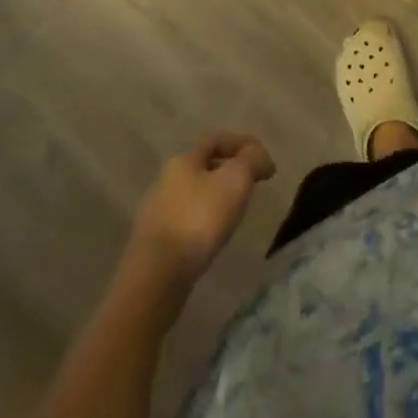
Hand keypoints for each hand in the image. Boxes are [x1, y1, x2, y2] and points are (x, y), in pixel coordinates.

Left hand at [126, 133, 275, 288]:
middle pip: (203, 167)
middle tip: (251, 186)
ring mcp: (155, 213)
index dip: (243, 144)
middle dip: (228, 172)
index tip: (265, 161)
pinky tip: (212, 237)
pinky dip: (202, 222)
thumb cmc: (198, 219)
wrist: (156, 277)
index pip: (217, 140)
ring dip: (215, 198)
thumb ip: (251, 161)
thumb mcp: (235, 181)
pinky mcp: (152, 244)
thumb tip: (260, 156)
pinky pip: (185, 222)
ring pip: (193, 195)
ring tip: (235, 213)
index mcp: (183, 160)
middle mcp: (165, 180)